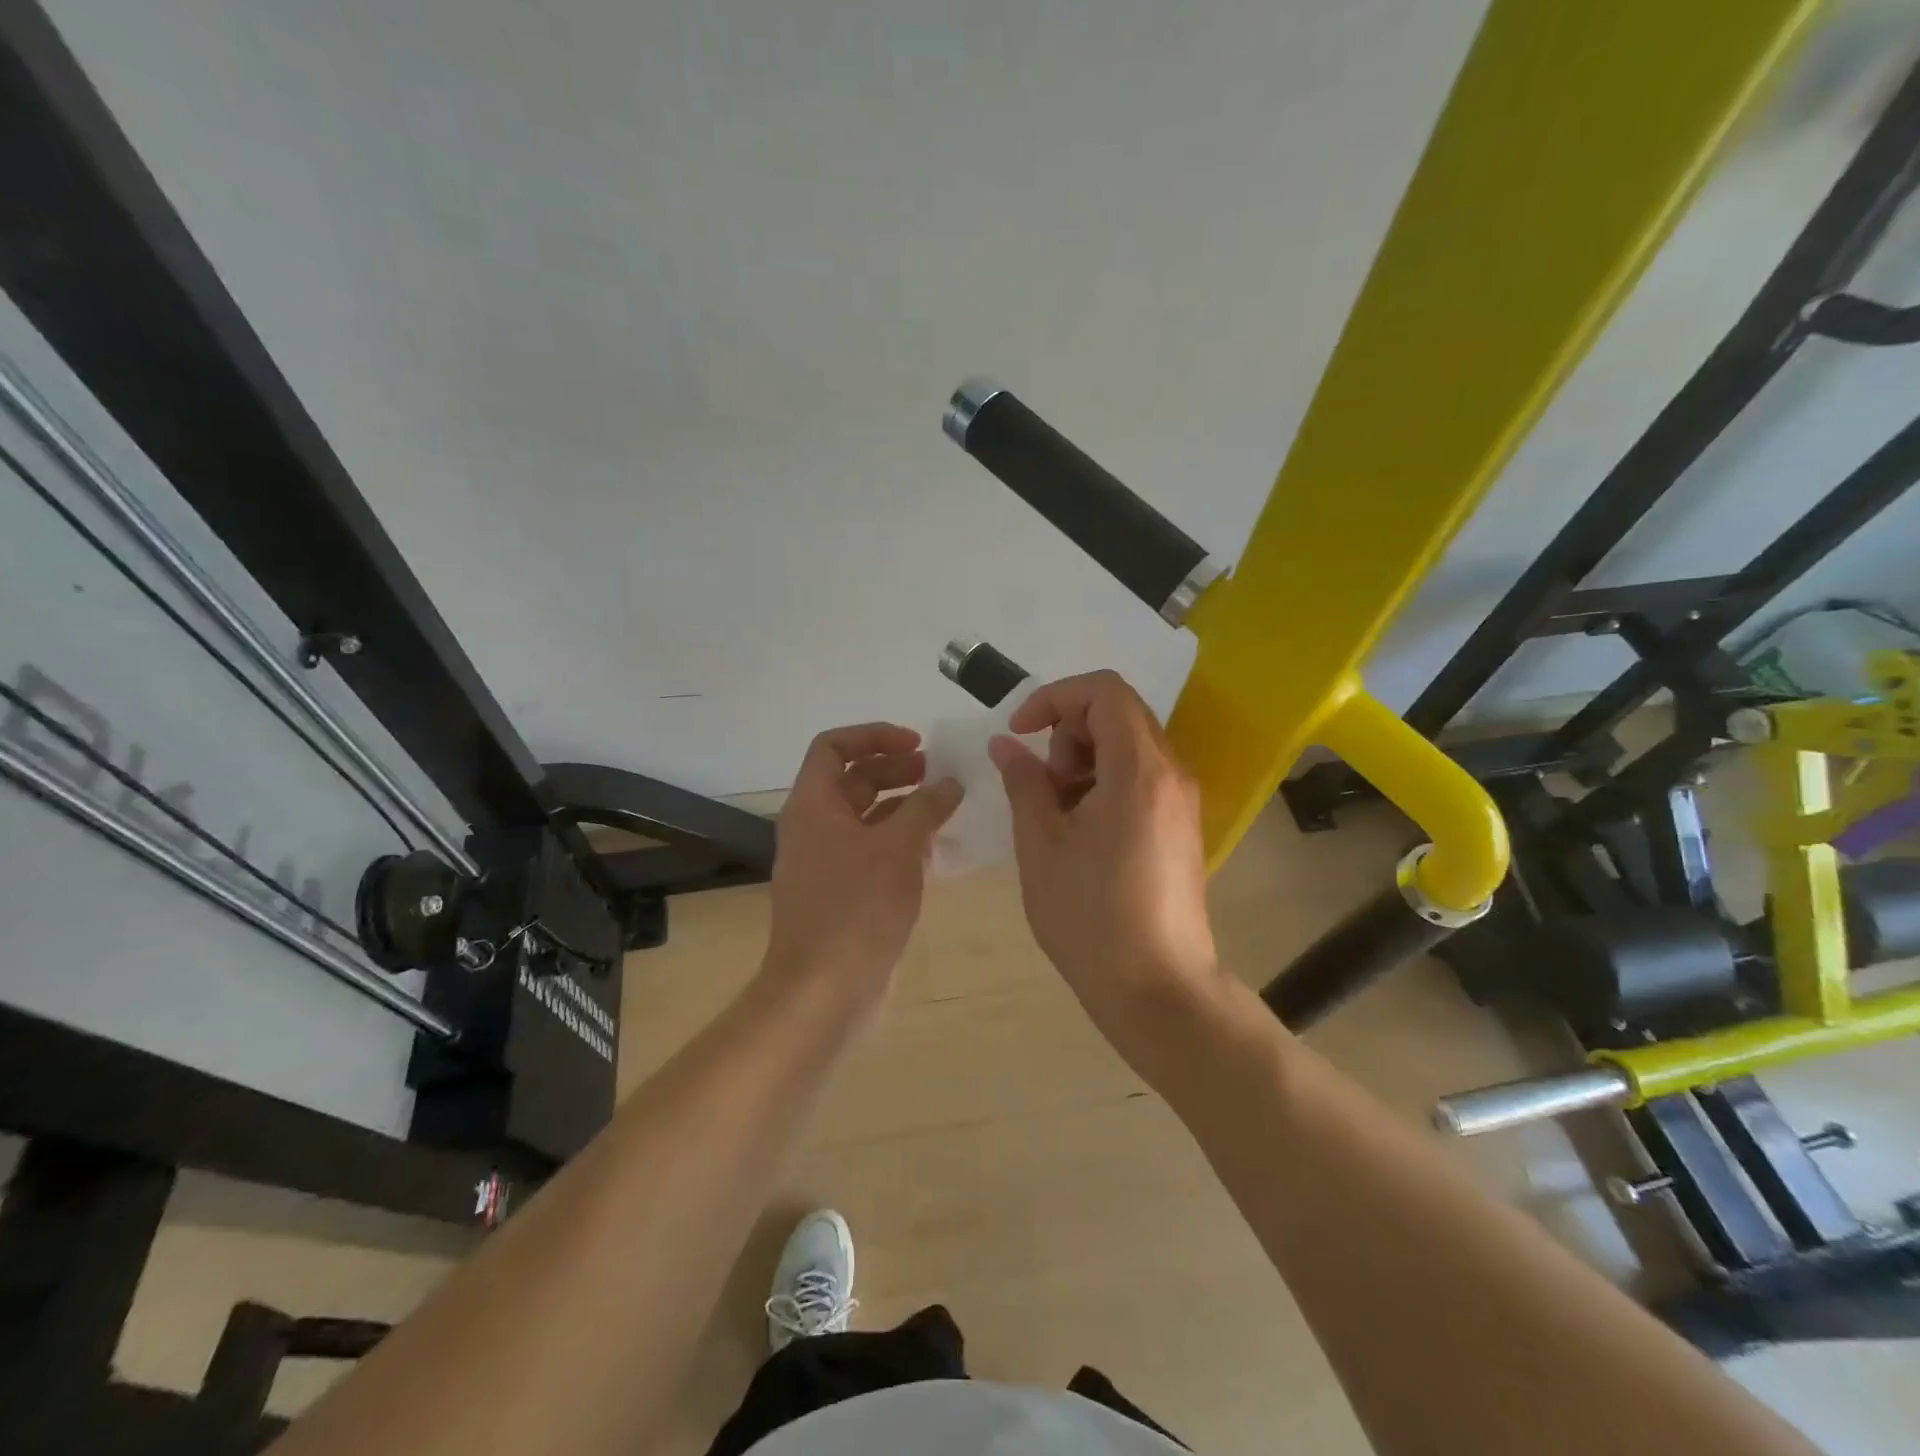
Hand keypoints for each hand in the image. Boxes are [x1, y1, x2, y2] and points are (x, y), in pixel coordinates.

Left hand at [764, 723, 961, 1014]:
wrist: (824, 991)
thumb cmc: (857, 909)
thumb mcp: (897, 848)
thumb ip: (926, 807)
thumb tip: (950, 782)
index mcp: (813, 806)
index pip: (832, 746)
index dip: (873, 735)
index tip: (916, 743)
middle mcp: (814, 827)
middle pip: (852, 779)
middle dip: (895, 768)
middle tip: (938, 772)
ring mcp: (827, 863)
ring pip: (866, 817)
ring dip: (903, 805)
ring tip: (945, 805)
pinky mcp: (843, 893)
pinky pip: (872, 851)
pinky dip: (901, 841)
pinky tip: (936, 849)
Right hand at [989, 672, 1218, 1042]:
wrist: (1158, 989)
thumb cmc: (1091, 917)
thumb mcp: (1041, 845)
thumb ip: (1024, 782)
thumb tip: (1006, 745)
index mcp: (1138, 769)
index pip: (1104, 690)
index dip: (1054, 698)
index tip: (1020, 733)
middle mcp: (1170, 773)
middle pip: (1118, 713)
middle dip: (1067, 732)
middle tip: (1042, 784)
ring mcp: (1182, 800)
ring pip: (1128, 745)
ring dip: (1083, 759)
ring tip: (1057, 813)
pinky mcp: (1181, 825)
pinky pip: (1140, 777)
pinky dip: (1104, 782)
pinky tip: (1081, 831)